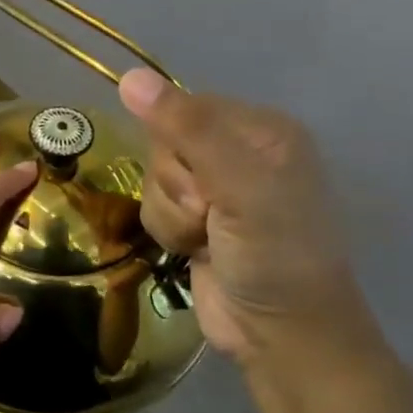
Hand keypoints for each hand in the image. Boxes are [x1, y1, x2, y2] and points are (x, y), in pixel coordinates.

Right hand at [119, 68, 354, 360]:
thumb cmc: (275, 254)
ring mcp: (216, 188)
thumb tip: (131, 77)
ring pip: (152, 176)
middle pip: (164, 143)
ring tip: (205, 237)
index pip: (185, 108)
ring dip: (171, 213)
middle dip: (176, 185)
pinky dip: (167, 230)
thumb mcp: (240, 186)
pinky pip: (152, 205)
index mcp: (261, 129)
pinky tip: (195, 249)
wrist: (282, 334)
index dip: (180, 146)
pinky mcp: (195, 219)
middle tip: (211, 215)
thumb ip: (188, 129)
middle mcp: (238, 151)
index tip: (207, 183)